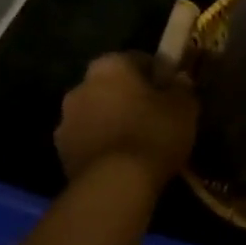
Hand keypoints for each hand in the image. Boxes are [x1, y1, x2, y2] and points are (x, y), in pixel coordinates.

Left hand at [54, 53, 198, 183]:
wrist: (115, 184)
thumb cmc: (154, 133)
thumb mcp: (184, 107)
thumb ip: (181, 87)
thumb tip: (178, 79)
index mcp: (110, 66)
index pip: (138, 60)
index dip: (158, 75)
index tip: (171, 92)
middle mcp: (81, 86)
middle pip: (112, 86)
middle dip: (130, 97)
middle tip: (155, 115)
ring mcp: (65, 120)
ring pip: (97, 113)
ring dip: (113, 120)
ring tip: (138, 141)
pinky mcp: (61, 152)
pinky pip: (89, 139)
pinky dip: (103, 144)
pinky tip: (123, 159)